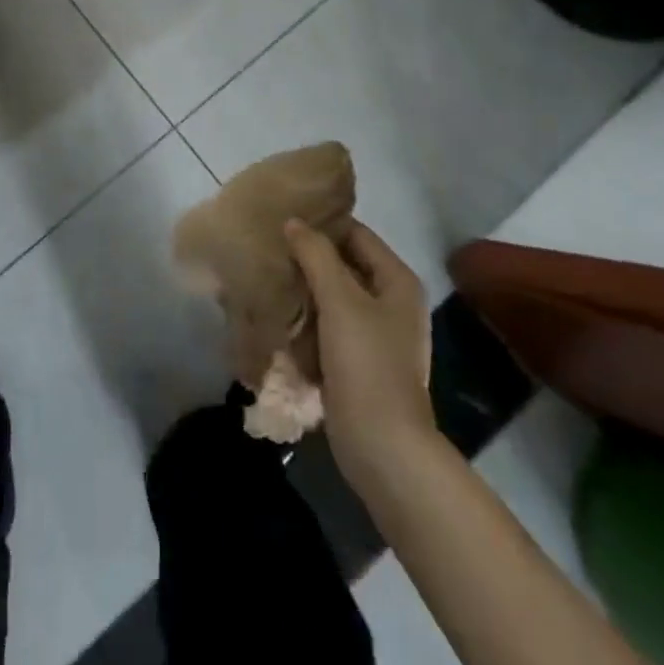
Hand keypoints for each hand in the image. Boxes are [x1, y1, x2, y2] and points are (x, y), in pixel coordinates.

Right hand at [285, 220, 434, 496]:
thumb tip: (293, 222)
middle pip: (343, 265)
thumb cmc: (366, 364)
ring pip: (331, 297)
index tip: (282, 218)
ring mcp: (374, 334)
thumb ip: (316, 255)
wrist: (382, 446)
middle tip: (268, 247)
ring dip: (303, 290)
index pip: (355, 234)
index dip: (322, 224)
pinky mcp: (356, 361)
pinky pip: (327, 327)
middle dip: (307, 258)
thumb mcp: (340, 301)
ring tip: (266, 277)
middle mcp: (390, 302)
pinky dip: (306, 320)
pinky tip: (277, 315)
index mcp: (397, 281)